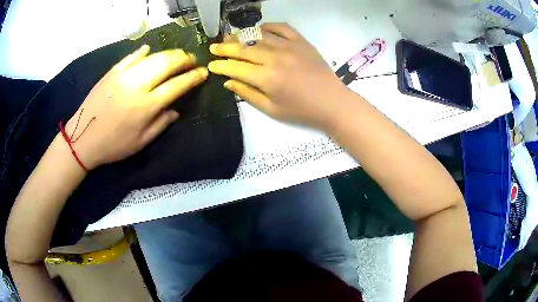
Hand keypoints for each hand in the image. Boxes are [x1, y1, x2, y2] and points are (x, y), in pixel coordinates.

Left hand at [64, 45, 207, 169]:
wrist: (83, 138)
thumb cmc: (113, 145)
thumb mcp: (140, 143)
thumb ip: (160, 124)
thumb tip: (176, 110)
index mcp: (146, 106)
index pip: (177, 85)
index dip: (193, 77)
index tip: (203, 72)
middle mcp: (138, 86)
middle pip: (167, 64)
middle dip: (184, 59)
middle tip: (192, 59)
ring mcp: (124, 75)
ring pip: (153, 57)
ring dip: (169, 53)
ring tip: (177, 54)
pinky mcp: (112, 71)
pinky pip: (131, 56)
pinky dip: (142, 51)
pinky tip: (149, 49)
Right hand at [208, 23, 350, 129]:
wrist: (332, 103)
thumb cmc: (301, 111)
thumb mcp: (272, 110)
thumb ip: (248, 94)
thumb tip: (228, 82)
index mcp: (266, 78)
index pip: (235, 68)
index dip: (221, 66)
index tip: (211, 65)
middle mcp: (274, 58)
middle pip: (243, 49)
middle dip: (225, 48)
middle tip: (213, 47)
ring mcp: (289, 46)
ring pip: (259, 35)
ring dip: (242, 36)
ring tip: (230, 37)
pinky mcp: (301, 41)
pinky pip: (281, 27)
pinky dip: (268, 26)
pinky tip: (260, 29)